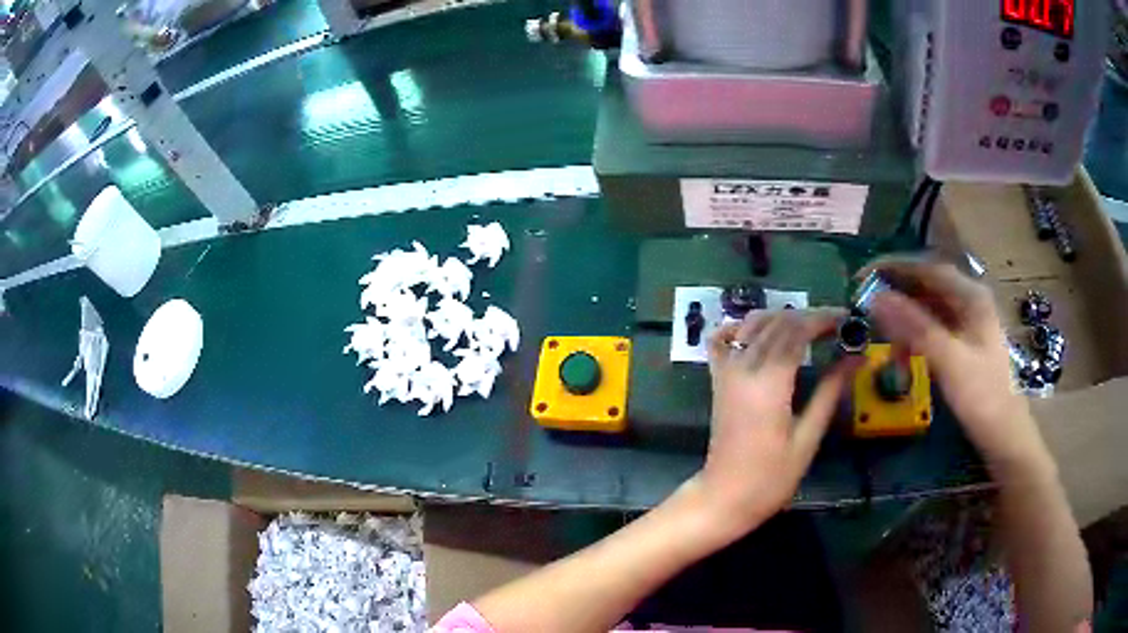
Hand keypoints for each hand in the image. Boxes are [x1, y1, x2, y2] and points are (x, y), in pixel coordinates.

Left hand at [690, 309, 854, 538]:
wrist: (724, 497)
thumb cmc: (771, 477)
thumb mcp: (808, 437)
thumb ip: (830, 391)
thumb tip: (855, 357)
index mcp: (769, 382)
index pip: (798, 330)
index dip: (824, 319)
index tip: (848, 318)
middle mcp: (744, 367)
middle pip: (778, 322)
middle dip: (810, 317)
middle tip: (837, 326)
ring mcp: (726, 370)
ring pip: (753, 323)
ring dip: (783, 317)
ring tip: (811, 330)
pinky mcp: (717, 379)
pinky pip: (723, 339)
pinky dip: (742, 327)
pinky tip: (763, 333)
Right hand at [864, 259, 1050, 473]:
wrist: (1005, 437)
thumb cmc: (983, 397)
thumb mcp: (950, 362)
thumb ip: (915, 328)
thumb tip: (875, 299)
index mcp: (972, 297)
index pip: (927, 269)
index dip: (894, 268)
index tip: (862, 277)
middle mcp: (968, 303)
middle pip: (926, 287)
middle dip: (896, 296)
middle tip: (864, 307)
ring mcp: (965, 325)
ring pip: (926, 311)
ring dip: (903, 322)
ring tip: (881, 339)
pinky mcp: (961, 346)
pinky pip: (930, 332)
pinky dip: (913, 341)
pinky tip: (902, 359)